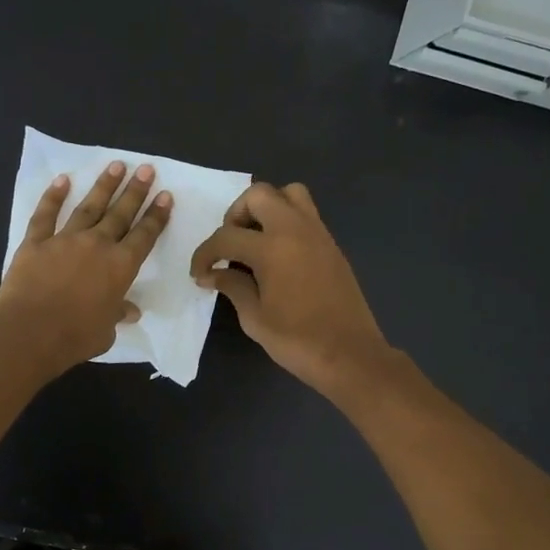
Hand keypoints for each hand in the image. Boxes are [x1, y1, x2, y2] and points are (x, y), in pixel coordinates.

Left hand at [0, 160, 172, 375]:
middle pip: (120, 213)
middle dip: (135, 191)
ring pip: (88, 207)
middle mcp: (97, 245)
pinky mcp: (35, 243)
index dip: (156, 216)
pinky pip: (45, 215)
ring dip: (103, 186)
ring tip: (116, 165)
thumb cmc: (75, 336)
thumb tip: (130, 311)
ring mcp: (64, 240)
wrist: (31, 332)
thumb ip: (117, 314)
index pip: (144, 236)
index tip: (165, 196)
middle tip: (146, 169)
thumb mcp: (106, 331)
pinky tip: (62, 180)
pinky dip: (52, 197)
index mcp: (120, 267)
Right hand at [191, 181, 390, 394]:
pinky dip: (286, 222)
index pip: (226, 236)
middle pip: (259, 195)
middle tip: (230, 246)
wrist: (350, 355)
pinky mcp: (331, 245)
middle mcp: (296, 230)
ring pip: (289, 194)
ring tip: (255, 240)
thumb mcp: (254, 318)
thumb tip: (213, 274)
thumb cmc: (297, 340)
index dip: (205, 254)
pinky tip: (277, 255)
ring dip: (266, 208)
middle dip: (235, 214)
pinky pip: (305, 214)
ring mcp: (318, 234)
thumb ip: (232, 287)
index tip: (199, 273)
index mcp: (272, 248)